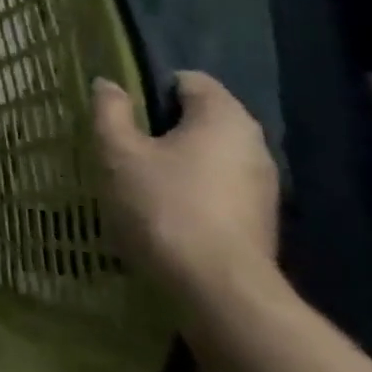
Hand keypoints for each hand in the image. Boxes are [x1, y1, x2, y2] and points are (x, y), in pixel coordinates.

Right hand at [92, 71, 280, 306]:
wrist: (218, 290)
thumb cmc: (163, 206)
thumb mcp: (119, 153)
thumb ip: (111, 112)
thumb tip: (109, 84)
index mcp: (223, 117)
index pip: (190, 80)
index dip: (151, 87)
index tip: (122, 112)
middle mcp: (253, 143)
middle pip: (201, 118)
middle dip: (162, 127)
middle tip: (123, 145)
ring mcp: (262, 184)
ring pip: (209, 155)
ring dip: (176, 161)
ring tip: (138, 180)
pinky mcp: (260, 219)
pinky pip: (218, 187)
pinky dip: (191, 189)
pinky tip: (163, 211)